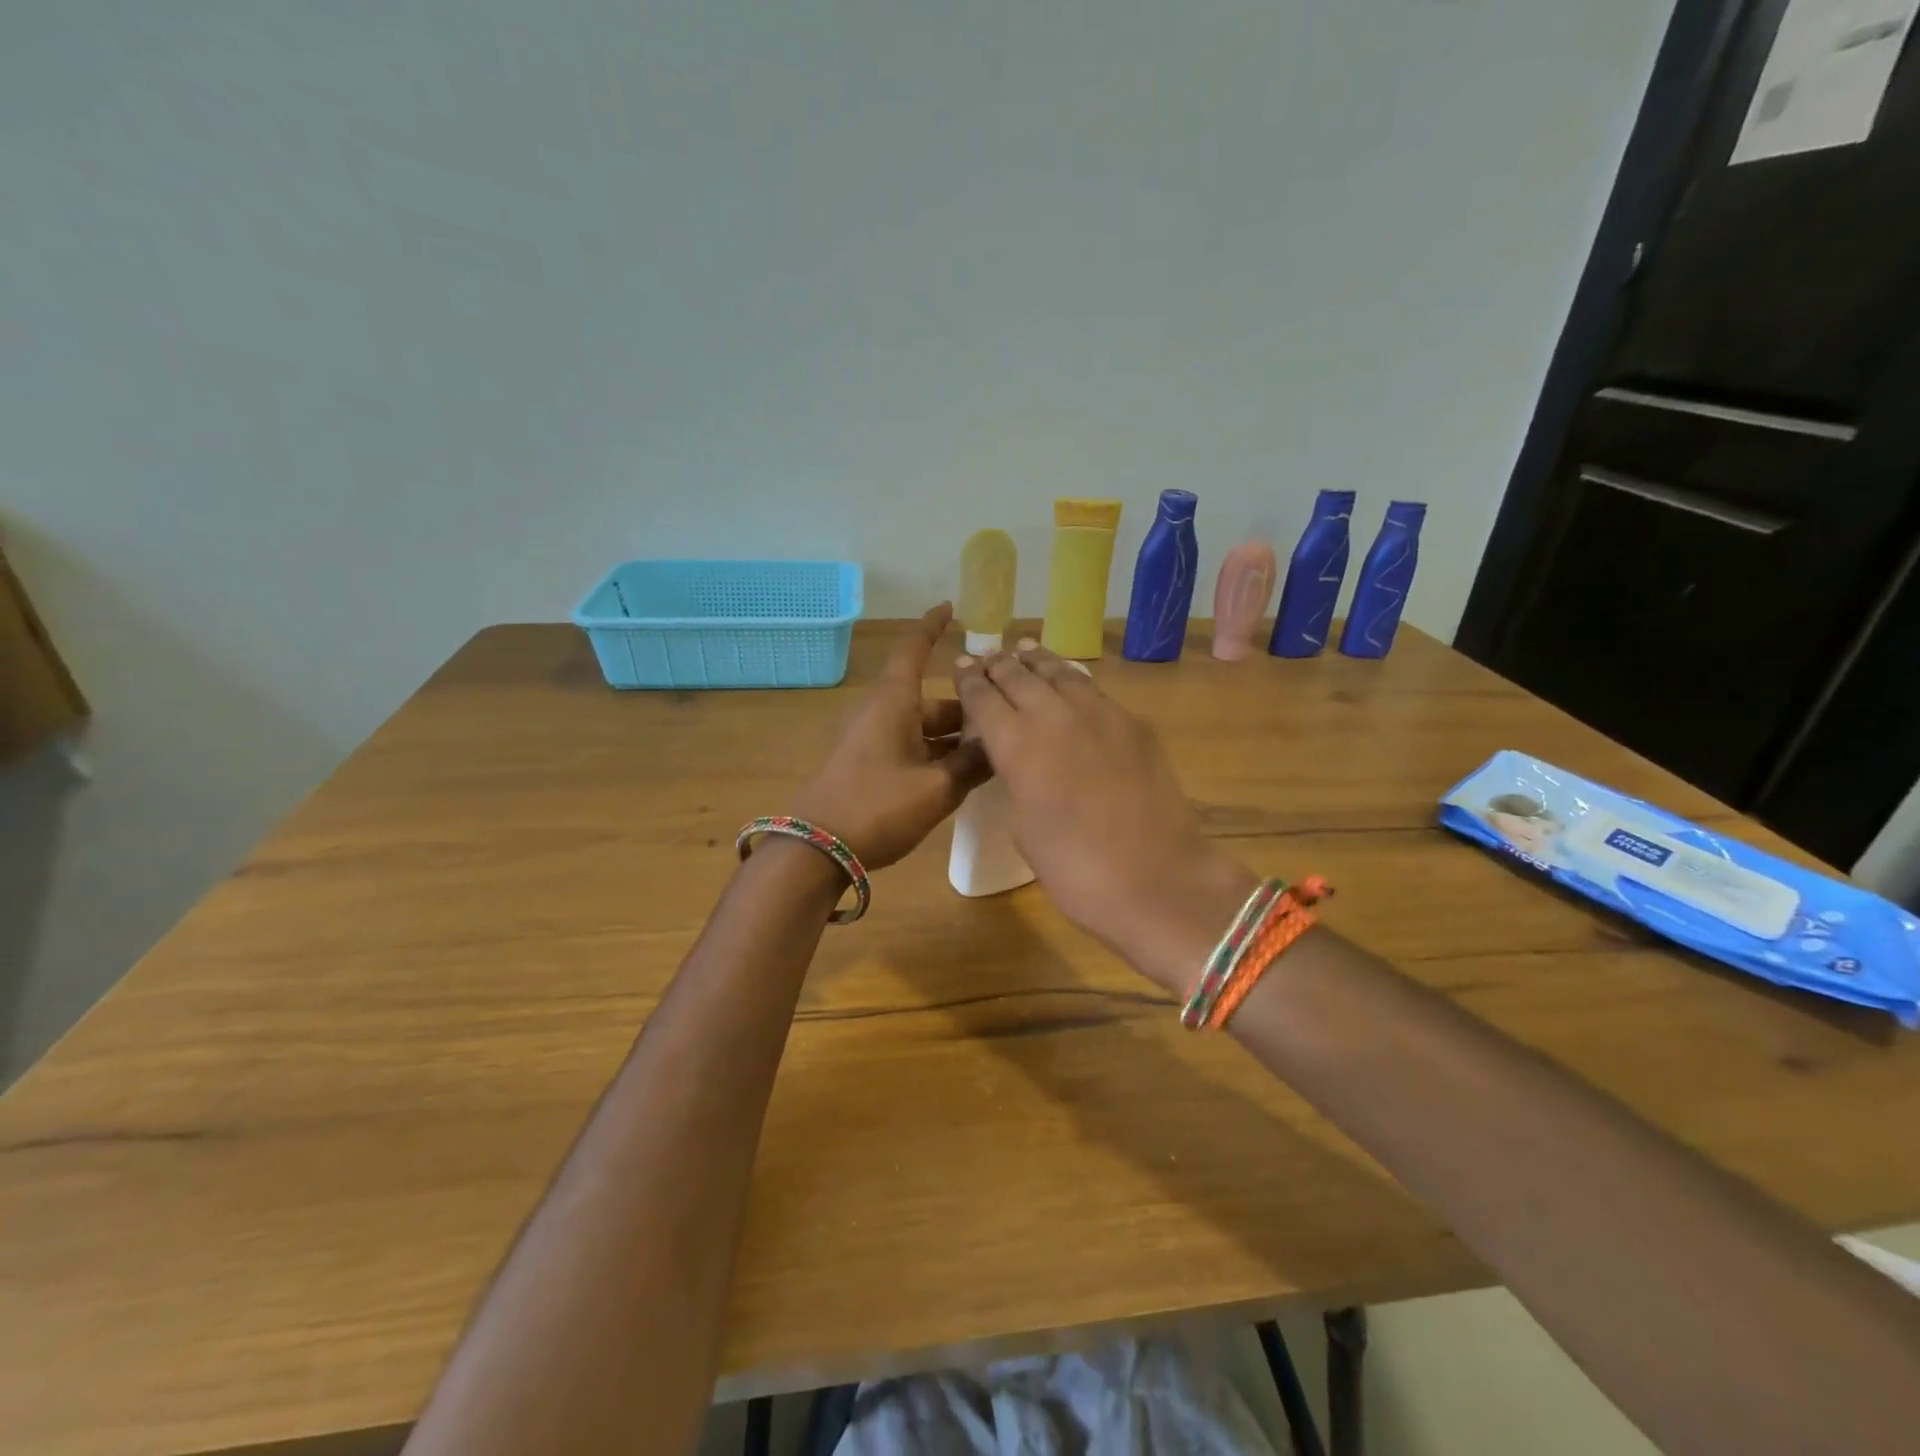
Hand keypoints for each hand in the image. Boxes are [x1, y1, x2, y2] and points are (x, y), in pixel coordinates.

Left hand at [791, 604, 989, 869]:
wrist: (816, 849)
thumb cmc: (878, 807)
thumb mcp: (937, 788)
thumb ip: (973, 764)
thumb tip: (1001, 744)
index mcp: (894, 702)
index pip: (914, 650)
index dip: (932, 626)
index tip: (950, 607)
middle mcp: (882, 712)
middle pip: (932, 700)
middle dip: (967, 711)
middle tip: (1007, 723)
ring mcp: (871, 739)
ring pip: (923, 727)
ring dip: (955, 739)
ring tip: (993, 756)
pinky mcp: (867, 764)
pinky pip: (910, 747)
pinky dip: (936, 754)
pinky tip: (961, 777)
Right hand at [953, 639, 1256, 988]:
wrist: (1155, 878)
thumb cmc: (1074, 868)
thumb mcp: (1024, 826)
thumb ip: (1016, 780)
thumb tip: (1021, 762)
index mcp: (1016, 744)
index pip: (983, 698)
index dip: (969, 681)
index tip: (961, 667)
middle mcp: (1053, 716)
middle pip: (1019, 676)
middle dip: (999, 664)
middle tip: (987, 656)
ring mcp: (1099, 714)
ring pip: (1060, 673)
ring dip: (1037, 661)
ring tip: (1024, 649)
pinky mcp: (1133, 724)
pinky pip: (1093, 690)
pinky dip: (1073, 679)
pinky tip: (1070, 680)